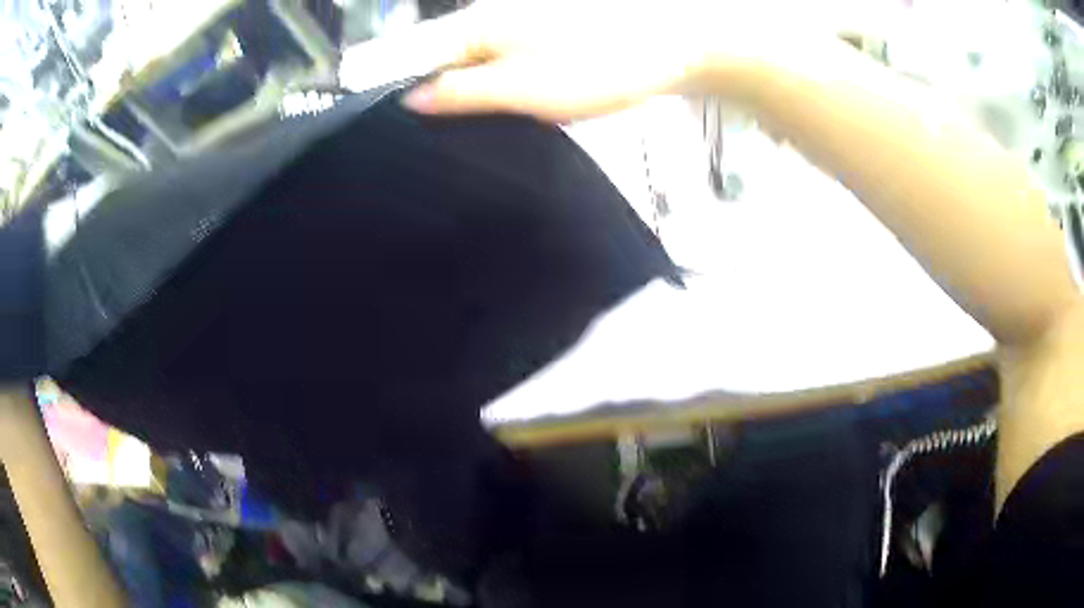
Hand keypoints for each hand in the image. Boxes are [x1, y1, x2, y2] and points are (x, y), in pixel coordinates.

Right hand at [347, 0, 795, 122]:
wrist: (678, 41)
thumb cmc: (603, 64)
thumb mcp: (526, 89)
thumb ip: (465, 92)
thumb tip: (412, 99)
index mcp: (477, 24)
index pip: (411, 57)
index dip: (398, 91)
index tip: (399, 130)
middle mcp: (489, 15)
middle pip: (440, 57)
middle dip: (435, 95)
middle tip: (444, 137)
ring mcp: (520, 19)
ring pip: (473, 60)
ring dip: (469, 92)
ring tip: (477, 125)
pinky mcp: (546, 31)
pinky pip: (505, 58)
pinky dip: (500, 84)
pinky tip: (512, 104)